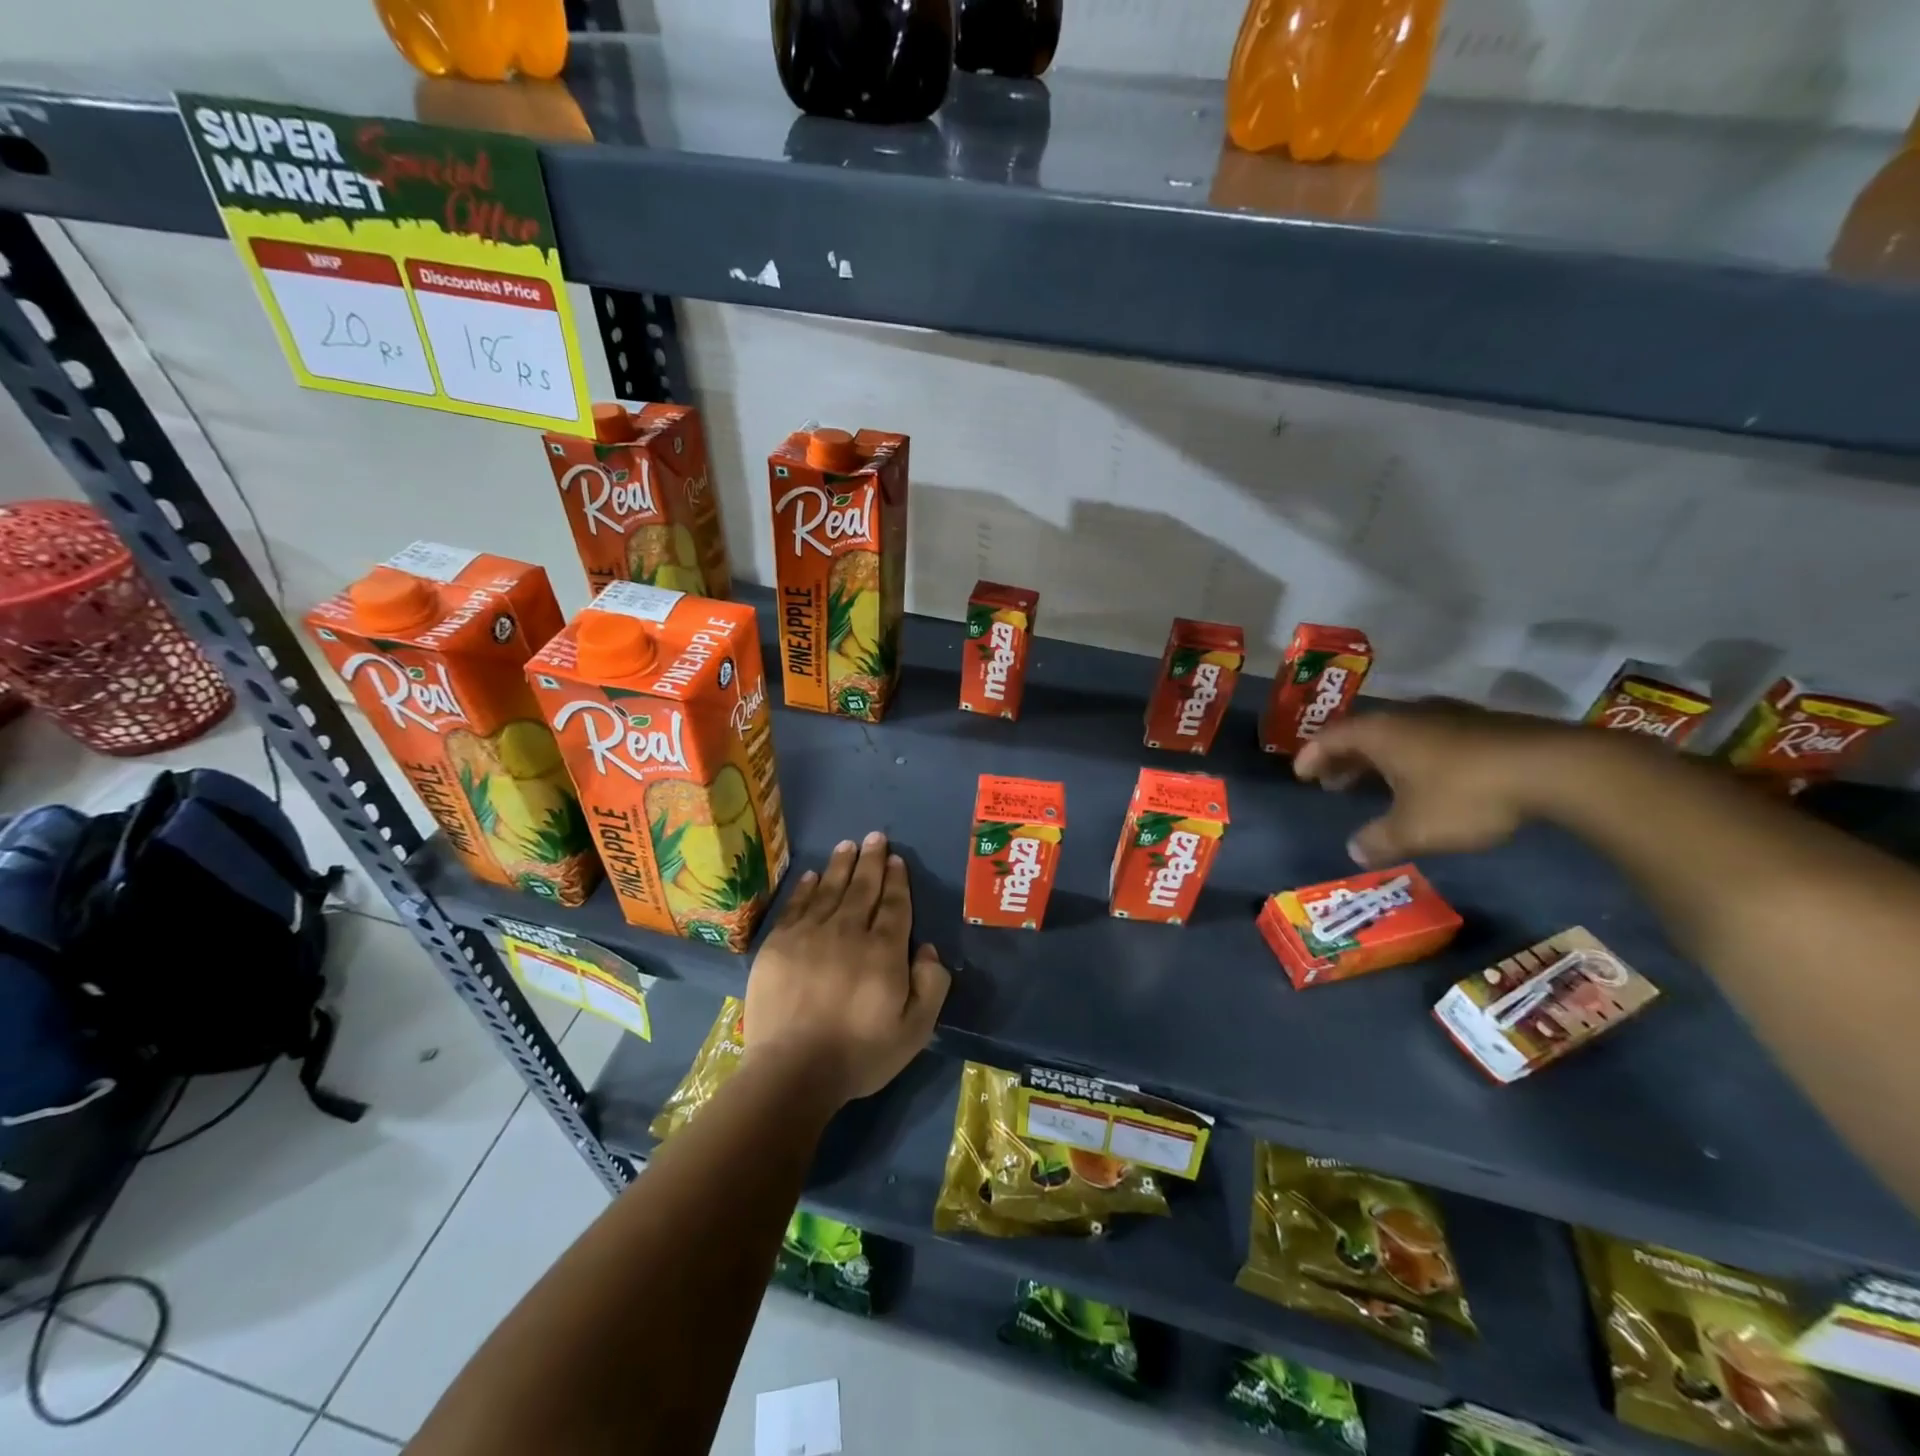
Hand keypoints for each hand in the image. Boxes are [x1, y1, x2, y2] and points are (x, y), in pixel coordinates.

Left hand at [743, 832, 950, 1106]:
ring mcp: (809, 935)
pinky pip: (796, 906)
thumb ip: (931, 985)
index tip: (896, 859)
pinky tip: (811, 875)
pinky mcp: (778, 945)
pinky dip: (805, 888)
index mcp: (884, 951)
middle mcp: (848, 932)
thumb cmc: (859, 1053)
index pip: (893, 905)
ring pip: (829, 890)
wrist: (792, 1071)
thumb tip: (926, 948)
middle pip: (862, 888)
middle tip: (875, 836)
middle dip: (871, 860)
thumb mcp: (915, 1030)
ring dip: (840, 865)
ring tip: (847, 845)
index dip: (896, 880)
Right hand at [1294, 704, 1585, 865]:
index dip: (1311, 757)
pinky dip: (1412, 756)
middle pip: (1362, 733)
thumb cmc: (1465, 795)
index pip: (1330, 738)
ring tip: (1376, 782)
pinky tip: (1425, 779)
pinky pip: (1429, 737)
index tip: (1301, 775)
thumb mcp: (1415, 828)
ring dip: (1379, 758)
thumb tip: (1355, 851)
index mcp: (1380, 733)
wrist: (1554, 768)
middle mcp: (1407, 716)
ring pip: (1398, 734)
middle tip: (1333, 782)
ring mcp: (1447, 716)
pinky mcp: (1482, 725)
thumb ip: (1380, 840)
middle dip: (1344, 759)